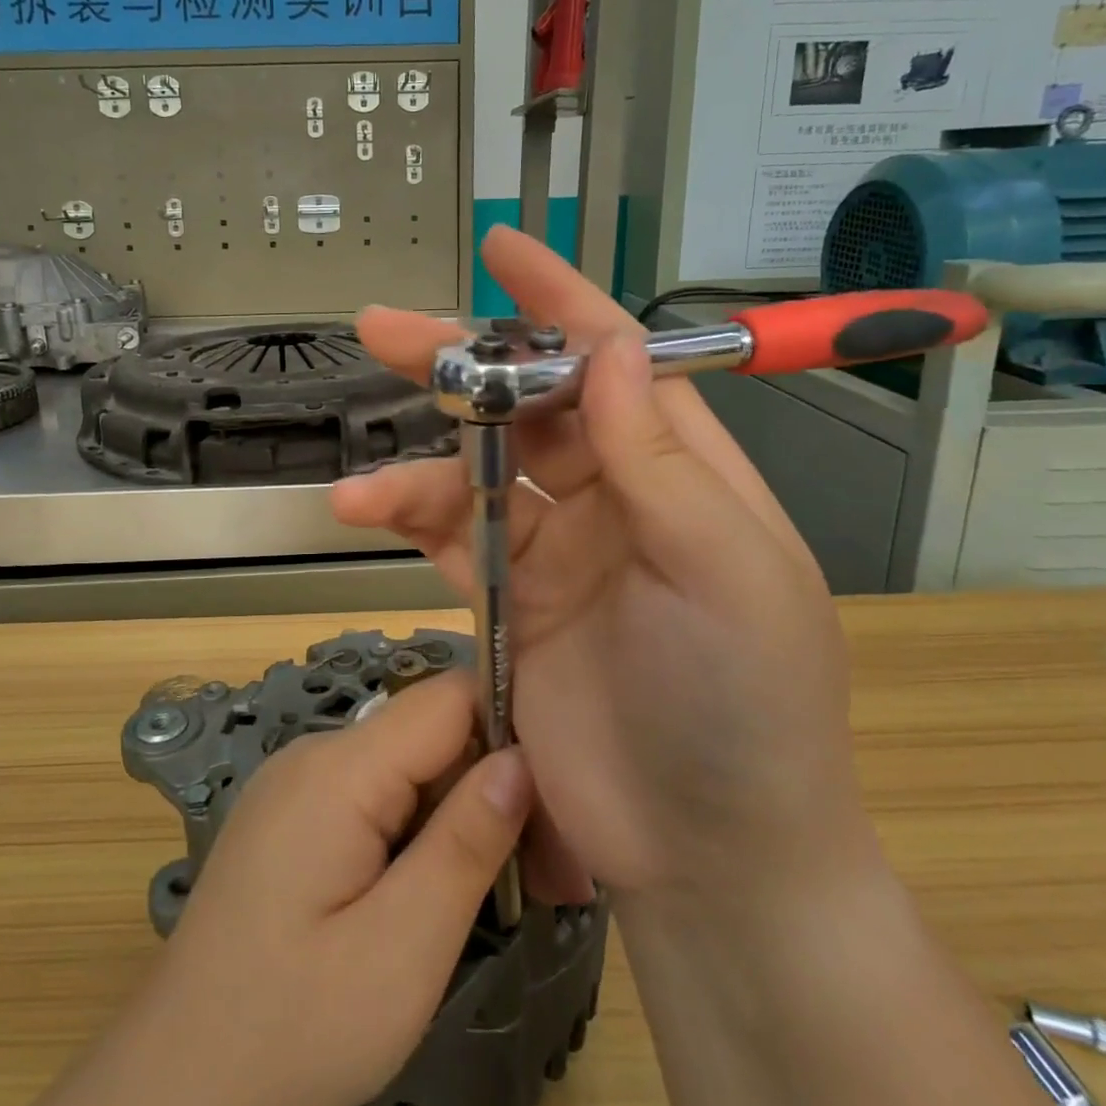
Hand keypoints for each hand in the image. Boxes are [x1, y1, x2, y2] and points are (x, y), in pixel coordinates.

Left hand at [25, 674, 530, 1105]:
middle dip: (494, 788)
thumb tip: (522, 760)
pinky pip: (376, 795)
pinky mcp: (294, 816)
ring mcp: (299, 783)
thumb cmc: (293, 1031)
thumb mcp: (401, 951)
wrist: (173, 1093)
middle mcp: (316, 754)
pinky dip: (421, 830)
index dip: (511, 730)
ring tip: (509, 894)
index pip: (447, 698)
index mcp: (339, 770)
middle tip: (552, 878)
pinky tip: (441, 890)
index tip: (562, 803)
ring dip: (462, 815)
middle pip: (431, 733)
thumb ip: (465, 843)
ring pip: (409, 766)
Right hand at [333, 226, 879, 905]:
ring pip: (475, 473)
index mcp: (678, 470)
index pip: (615, 361)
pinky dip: (407, 518)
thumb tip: (612, 347)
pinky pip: (450, 537)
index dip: (558, 302)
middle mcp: (615, 494)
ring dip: (417, 465)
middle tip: (383, 329)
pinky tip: (362, 511)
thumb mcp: (724, 571)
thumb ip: (660, 460)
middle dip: (458, 366)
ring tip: (361, 484)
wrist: (708, 855)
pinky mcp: (508, 601)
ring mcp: (556, 549)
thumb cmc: (744, 705)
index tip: (503, 250)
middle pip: (526, 406)